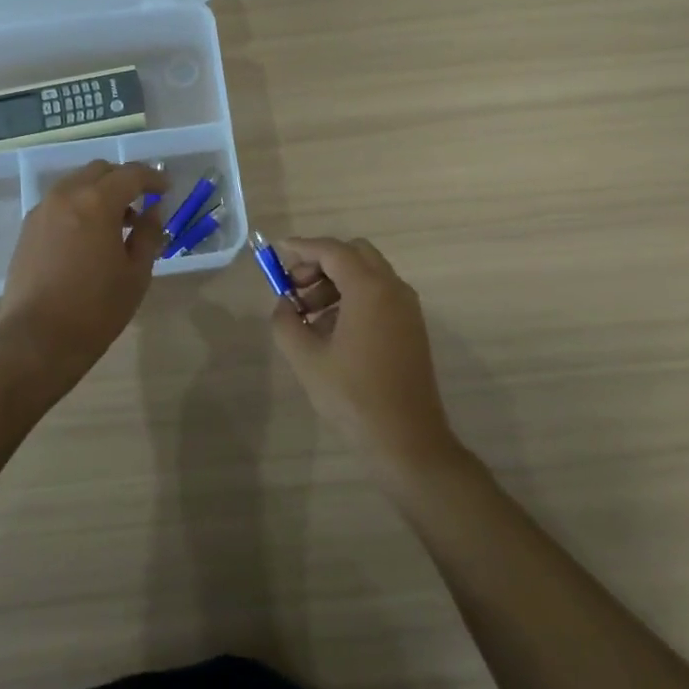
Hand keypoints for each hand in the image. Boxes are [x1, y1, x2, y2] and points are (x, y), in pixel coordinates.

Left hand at [0, 161, 167, 383]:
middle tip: (142, 202)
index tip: (166, 189)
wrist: (36, 340)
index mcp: (96, 202)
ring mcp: (42, 211)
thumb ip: (148, 235)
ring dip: (99, 192)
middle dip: (123, 180)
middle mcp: (66, 196)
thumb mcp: (136, 274)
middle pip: (99, 171)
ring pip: (76, 184)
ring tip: (116, 223)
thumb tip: (152, 212)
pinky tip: (88, 236)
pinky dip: (78, 206)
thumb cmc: (95, 309)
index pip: (130, 175)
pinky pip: (59, 204)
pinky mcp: (27, 230)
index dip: (152, 178)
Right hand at [271, 236, 463, 476]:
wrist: (408, 440)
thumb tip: (284, 304)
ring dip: (335, 282)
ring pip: (367, 274)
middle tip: (295, 289)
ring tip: (308, 315)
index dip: (302, 248)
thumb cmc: (353, 396)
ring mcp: (407, 308)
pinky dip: (353, 297)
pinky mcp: (411, 327)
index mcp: (369, 289)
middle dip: (320, 263)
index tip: (277, 252)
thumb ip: (286, 321)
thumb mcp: (306, 358)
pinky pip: (379, 295)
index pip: (332, 250)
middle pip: (354, 254)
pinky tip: (332, 330)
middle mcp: (393, 288)